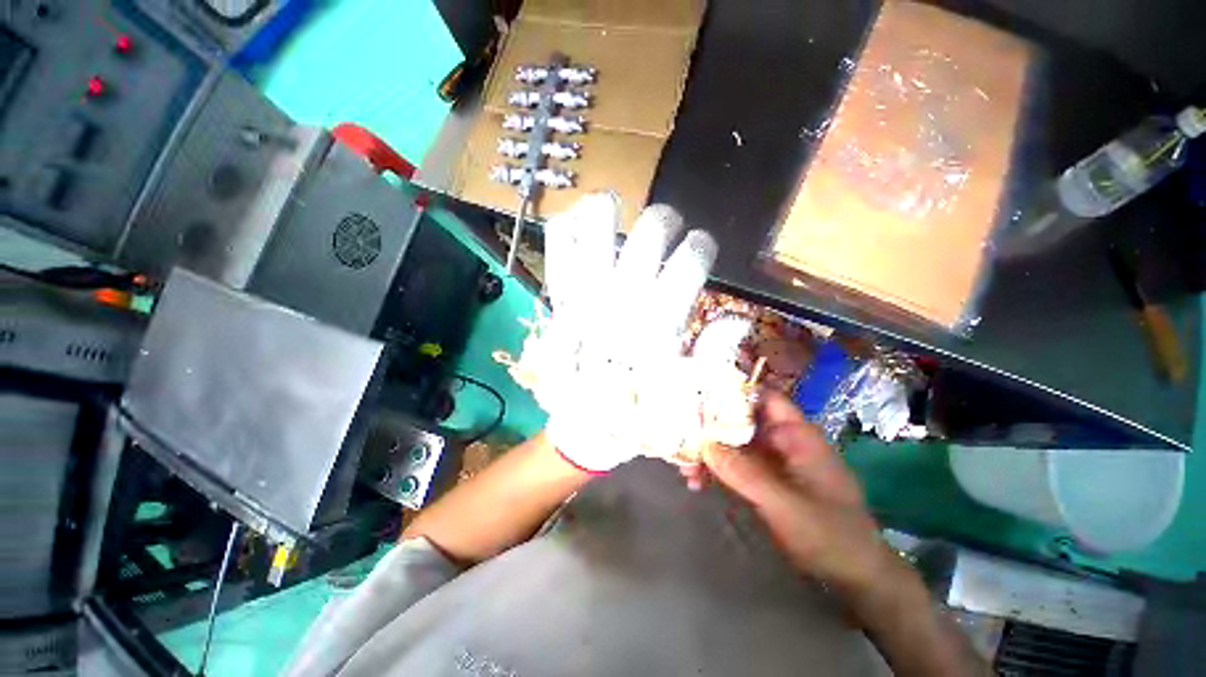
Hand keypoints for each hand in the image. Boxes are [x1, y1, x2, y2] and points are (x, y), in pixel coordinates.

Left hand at [500, 193, 754, 472]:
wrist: (583, 430)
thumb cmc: (637, 416)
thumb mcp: (686, 399)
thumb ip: (712, 358)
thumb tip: (737, 320)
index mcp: (658, 326)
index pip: (688, 264)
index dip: (701, 247)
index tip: (700, 248)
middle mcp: (623, 304)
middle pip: (647, 236)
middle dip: (663, 222)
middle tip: (665, 230)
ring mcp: (586, 300)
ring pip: (595, 234)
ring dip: (607, 214)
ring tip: (615, 211)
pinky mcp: (560, 305)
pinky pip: (556, 256)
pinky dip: (562, 233)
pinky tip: (573, 224)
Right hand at [702, 392, 897, 596]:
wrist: (853, 576)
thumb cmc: (829, 534)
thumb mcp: (785, 504)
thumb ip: (744, 473)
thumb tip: (704, 445)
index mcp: (795, 434)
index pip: (762, 397)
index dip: (733, 391)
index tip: (699, 396)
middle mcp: (781, 440)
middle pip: (740, 420)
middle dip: (710, 428)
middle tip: (682, 437)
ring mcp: (771, 461)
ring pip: (733, 444)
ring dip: (708, 453)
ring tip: (685, 469)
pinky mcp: (764, 480)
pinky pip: (734, 466)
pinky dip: (715, 471)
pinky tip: (697, 483)